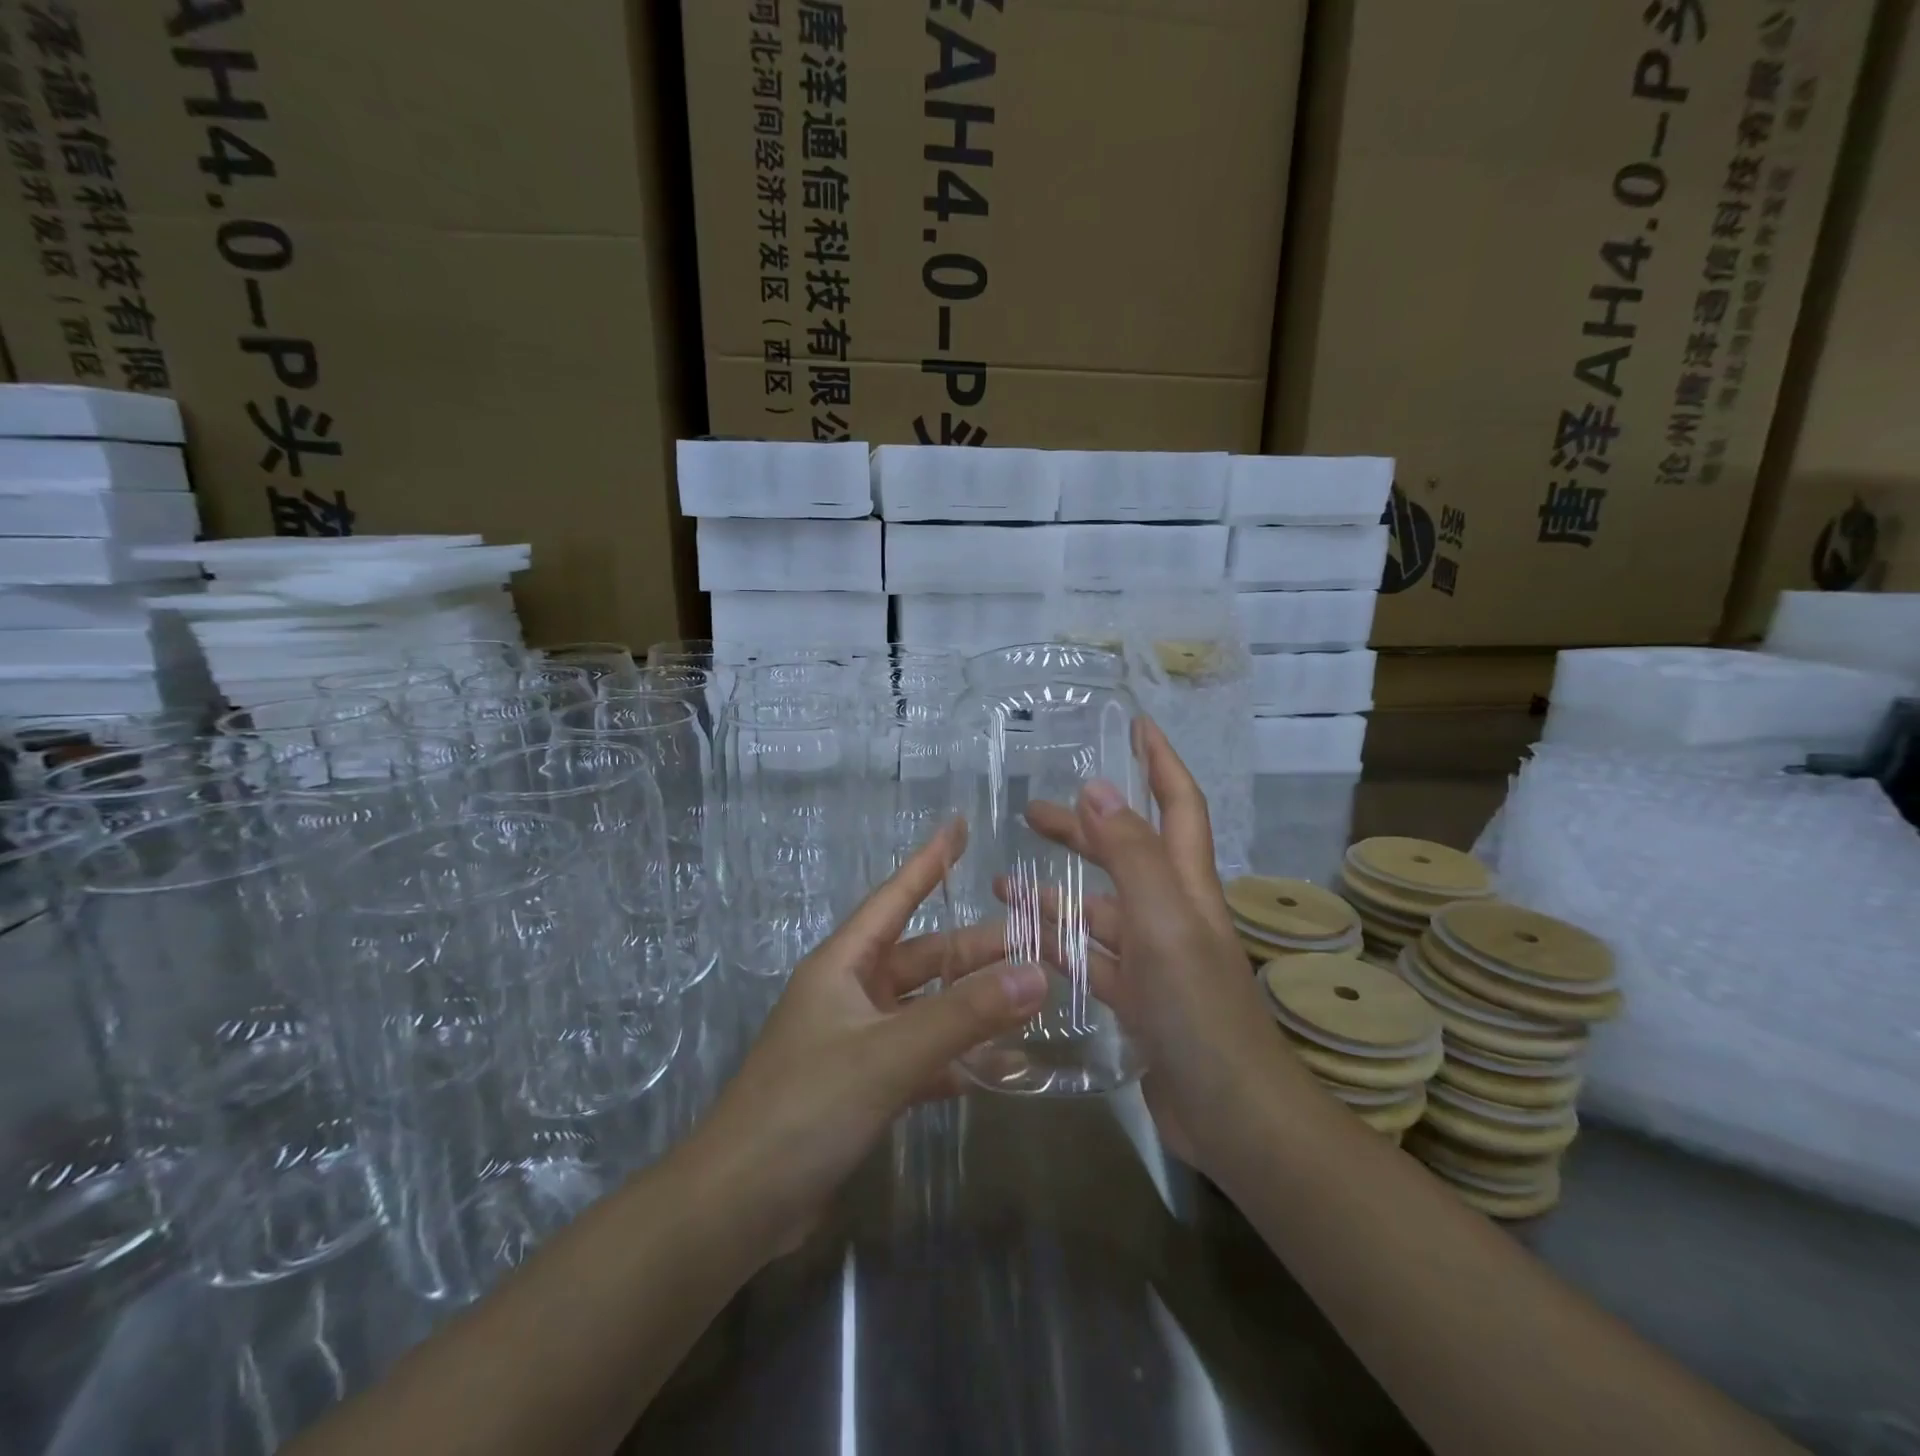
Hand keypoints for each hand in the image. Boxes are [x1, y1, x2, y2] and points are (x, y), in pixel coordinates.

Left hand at [686, 819, 1046, 1257]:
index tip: (959, 826)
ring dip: (972, 1004)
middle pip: (923, 957)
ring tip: (1031, 996)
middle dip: (975, 949)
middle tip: (1036, 941)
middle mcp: (850, 993)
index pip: (894, 898)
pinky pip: (921, 1057)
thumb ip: (964, 1015)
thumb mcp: (888, 1054)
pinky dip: (956, 1058)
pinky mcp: (863, 1087)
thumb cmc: (805, 1107)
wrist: (738, 1205)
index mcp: (843, 965)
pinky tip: (999, 1065)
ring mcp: (857, 1042)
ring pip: (926, 1008)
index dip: (928, 861)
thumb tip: (1037, 973)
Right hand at [1024, 718, 1309, 1175]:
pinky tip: (1021, 943)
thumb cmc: (1200, 1011)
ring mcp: (1155, 959)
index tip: (1135, 726)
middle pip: (1126, 852)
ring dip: (1056, 892)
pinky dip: (1059, 945)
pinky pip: (1091, 959)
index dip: (1160, 762)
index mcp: (1186, 886)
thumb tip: (1098, 786)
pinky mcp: (1139, 1000)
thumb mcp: (1165, 923)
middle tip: (1031, 812)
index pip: (1178, 805)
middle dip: (1083, 826)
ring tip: (1003, 882)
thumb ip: (1132, 855)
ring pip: (1099, 910)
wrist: (1233, 1116)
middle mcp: (1172, 913)